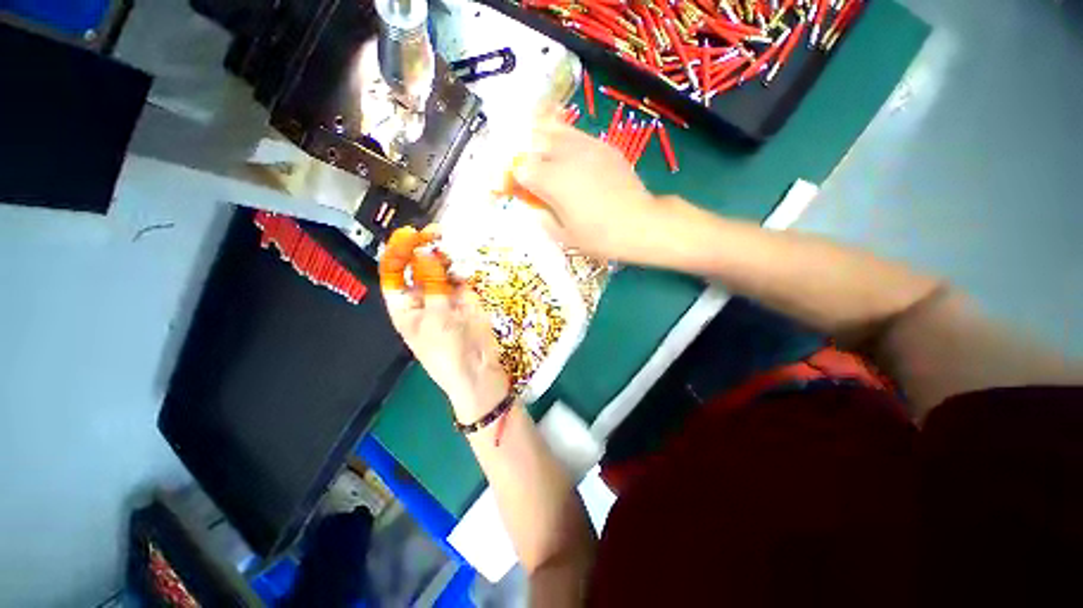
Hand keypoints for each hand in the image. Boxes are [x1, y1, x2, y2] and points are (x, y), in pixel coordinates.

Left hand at [380, 226, 509, 421]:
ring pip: (441, 269)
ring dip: (445, 257)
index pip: (394, 272)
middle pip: (418, 266)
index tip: (411, 234)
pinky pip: (461, 278)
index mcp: (404, 306)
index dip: (399, 252)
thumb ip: (432, 283)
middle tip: (438, 233)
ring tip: (453, 250)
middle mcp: (422, 297)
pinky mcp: (466, 299)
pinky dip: (463, 270)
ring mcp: (446, 297)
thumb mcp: (436, 317)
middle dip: (424, 248)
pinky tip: (465, 268)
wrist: (478, 372)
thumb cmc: (448, 351)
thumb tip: (425, 251)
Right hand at [511, 117, 676, 261]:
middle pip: (531, 139)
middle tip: (523, 170)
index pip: (518, 167)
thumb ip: (541, 214)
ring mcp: (586, 146)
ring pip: (552, 128)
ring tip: (540, 156)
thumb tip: (531, 202)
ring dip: (540, 140)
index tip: (509, 188)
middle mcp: (565, 155)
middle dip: (521, 153)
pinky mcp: (603, 145)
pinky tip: (566, 155)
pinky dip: (562, 140)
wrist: (640, 224)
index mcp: (551, 180)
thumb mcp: (562, 233)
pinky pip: (575, 133)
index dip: (510, 177)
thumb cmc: (600, 236)